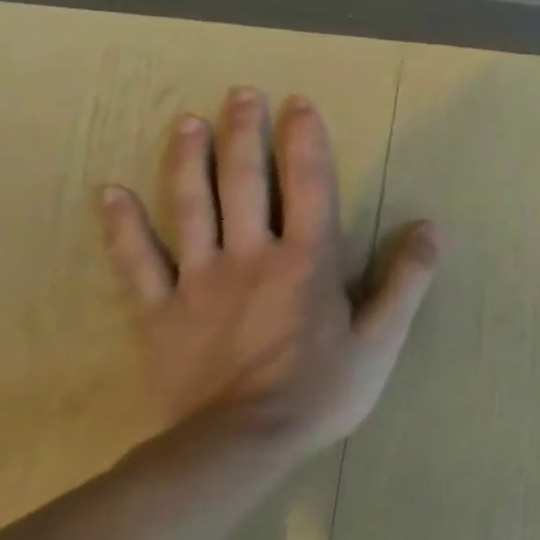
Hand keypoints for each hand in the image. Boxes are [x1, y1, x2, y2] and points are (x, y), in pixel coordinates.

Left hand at [97, 87, 437, 453]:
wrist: (238, 444)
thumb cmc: (322, 388)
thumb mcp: (383, 338)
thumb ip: (406, 279)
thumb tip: (429, 227)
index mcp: (308, 259)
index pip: (309, 185)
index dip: (305, 140)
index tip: (298, 104)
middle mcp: (252, 255)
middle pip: (245, 182)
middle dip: (243, 134)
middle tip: (240, 94)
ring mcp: (197, 280)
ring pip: (189, 207)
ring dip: (187, 161)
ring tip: (186, 122)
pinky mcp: (158, 312)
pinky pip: (135, 261)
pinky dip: (122, 225)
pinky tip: (110, 193)